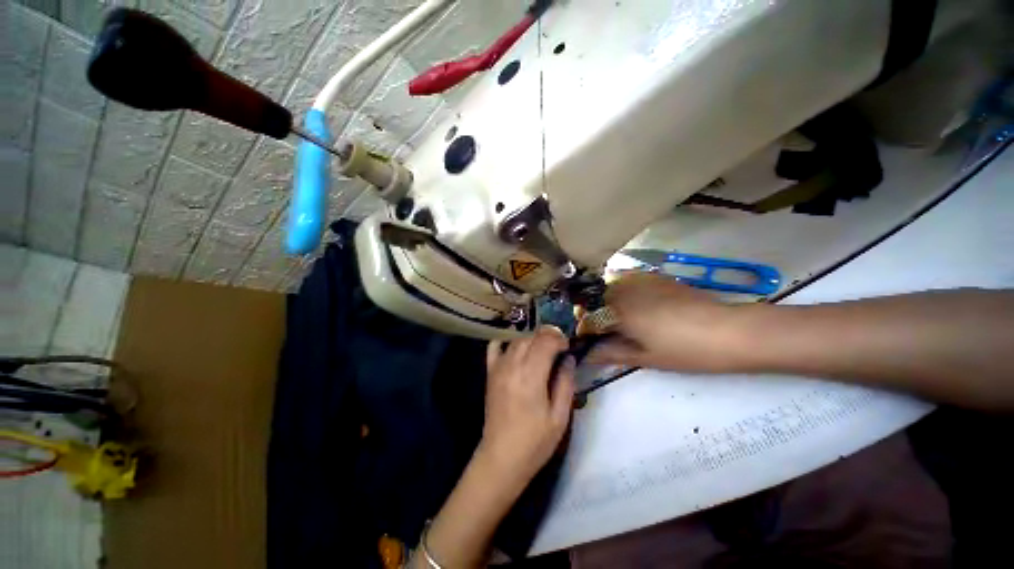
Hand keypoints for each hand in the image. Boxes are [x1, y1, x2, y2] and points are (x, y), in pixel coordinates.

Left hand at [478, 326, 575, 485]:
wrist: (501, 457)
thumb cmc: (535, 441)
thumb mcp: (559, 417)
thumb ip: (566, 383)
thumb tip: (569, 359)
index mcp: (531, 376)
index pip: (545, 341)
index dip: (559, 339)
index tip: (568, 348)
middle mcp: (512, 365)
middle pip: (531, 336)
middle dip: (548, 337)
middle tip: (558, 350)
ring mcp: (498, 367)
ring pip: (517, 339)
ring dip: (532, 339)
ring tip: (542, 352)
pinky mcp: (489, 372)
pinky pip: (495, 346)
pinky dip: (507, 342)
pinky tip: (517, 349)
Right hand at [581, 272, 748, 371]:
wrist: (728, 330)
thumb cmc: (684, 350)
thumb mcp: (645, 358)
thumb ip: (611, 353)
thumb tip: (586, 356)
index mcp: (618, 312)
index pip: (588, 319)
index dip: (585, 331)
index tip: (588, 342)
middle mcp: (623, 290)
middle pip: (596, 300)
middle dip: (594, 314)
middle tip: (606, 331)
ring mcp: (639, 280)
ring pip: (610, 288)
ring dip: (607, 302)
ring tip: (620, 318)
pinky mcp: (654, 276)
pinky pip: (627, 281)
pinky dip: (623, 292)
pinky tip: (637, 304)